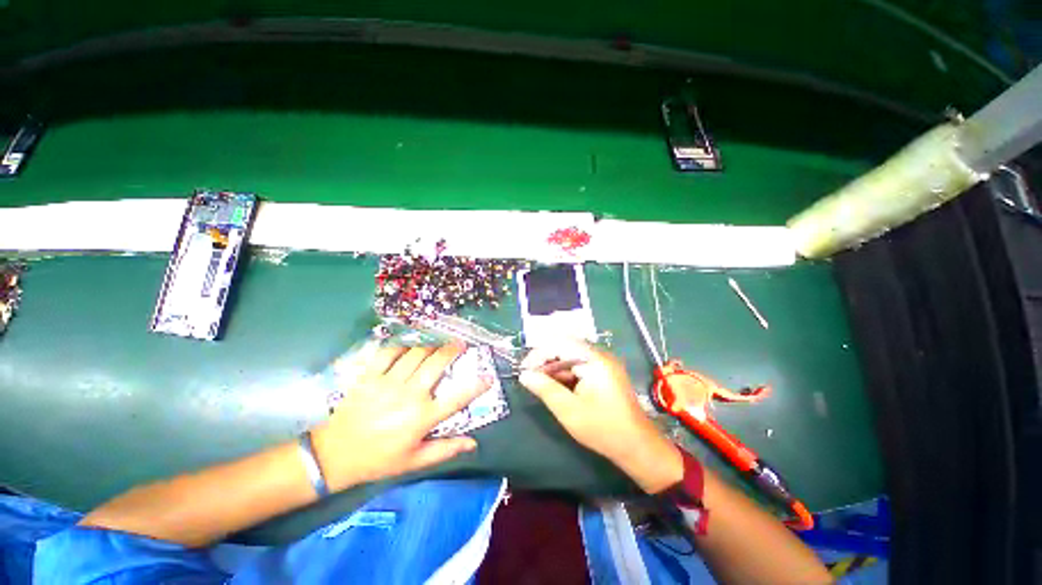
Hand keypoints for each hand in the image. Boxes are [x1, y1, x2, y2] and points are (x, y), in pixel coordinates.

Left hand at [311, 343, 490, 490]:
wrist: (334, 455)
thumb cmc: (379, 459)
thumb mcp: (414, 461)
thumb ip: (445, 449)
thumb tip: (473, 443)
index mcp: (422, 417)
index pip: (457, 398)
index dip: (476, 386)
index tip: (488, 377)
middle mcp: (409, 395)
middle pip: (437, 363)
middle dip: (452, 350)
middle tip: (460, 344)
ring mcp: (388, 382)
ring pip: (416, 354)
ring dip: (430, 347)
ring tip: (436, 347)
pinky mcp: (370, 376)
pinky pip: (389, 352)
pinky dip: (401, 347)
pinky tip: (406, 349)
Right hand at [519, 341, 682, 493]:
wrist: (638, 447)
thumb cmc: (602, 428)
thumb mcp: (568, 410)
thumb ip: (545, 389)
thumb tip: (524, 375)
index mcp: (594, 359)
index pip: (560, 344)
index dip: (539, 355)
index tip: (525, 370)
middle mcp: (600, 356)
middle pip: (566, 349)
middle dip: (546, 362)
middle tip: (531, 379)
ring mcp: (605, 364)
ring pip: (572, 358)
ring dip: (556, 370)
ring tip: (542, 386)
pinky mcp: (606, 374)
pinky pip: (581, 367)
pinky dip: (567, 375)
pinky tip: (559, 388)